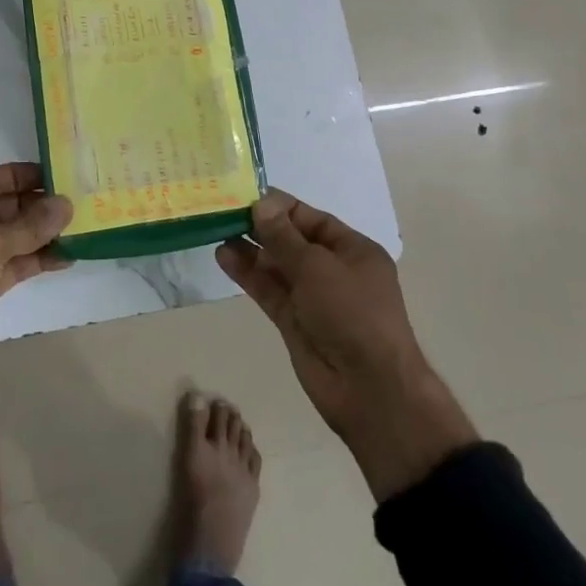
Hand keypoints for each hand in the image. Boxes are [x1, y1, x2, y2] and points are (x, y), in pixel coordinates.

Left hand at [0, 163, 70, 444]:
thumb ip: (28, 226)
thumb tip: (66, 204)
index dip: (16, 175)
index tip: (52, 173)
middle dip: (32, 205)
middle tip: (70, 200)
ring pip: (8, 237)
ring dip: (38, 233)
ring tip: (76, 225)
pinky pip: (12, 264)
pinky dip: (36, 259)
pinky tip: (66, 255)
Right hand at [217, 189, 477, 500]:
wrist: (369, 389)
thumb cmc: (352, 313)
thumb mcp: (317, 266)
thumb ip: (283, 236)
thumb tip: (260, 204)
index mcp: (352, 250)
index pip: (310, 218)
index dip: (279, 206)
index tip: (244, 195)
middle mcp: (333, 270)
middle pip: (291, 240)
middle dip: (260, 226)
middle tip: (223, 210)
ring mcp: (312, 298)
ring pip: (276, 266)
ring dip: (249, 249)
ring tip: (216, 230)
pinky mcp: (294, 321)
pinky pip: (269, 290)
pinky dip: (248, 274)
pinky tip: (224, 256)